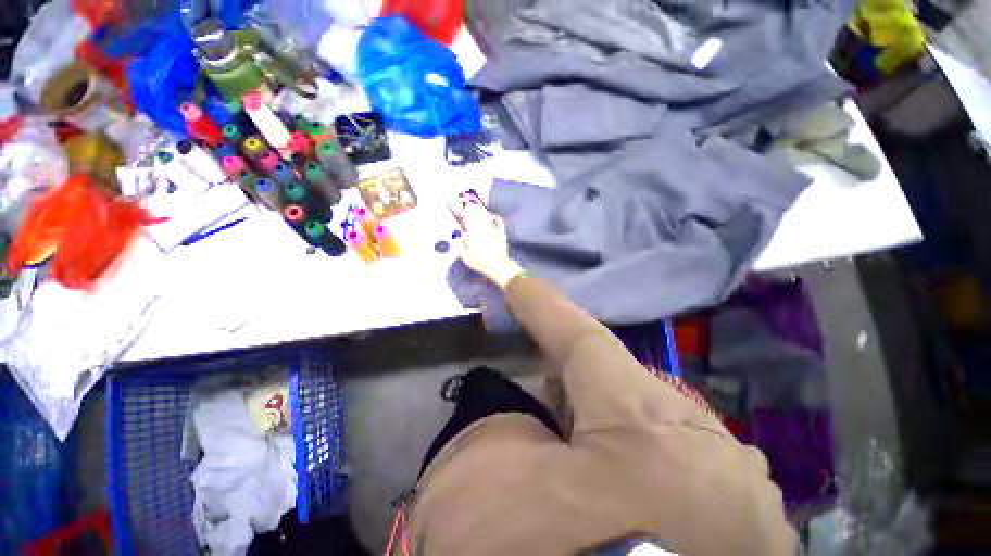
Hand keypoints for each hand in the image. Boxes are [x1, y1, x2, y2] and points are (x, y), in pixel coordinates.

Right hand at [456, 201, 523, 288]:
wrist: (498, 267)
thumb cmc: (481, 263)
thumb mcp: (466, 257)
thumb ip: (460, 245)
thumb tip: (458, 236)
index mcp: (474, 233)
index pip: (467, 219)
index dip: (462, 212)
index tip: (457, 208)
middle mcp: (484, 229)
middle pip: (476, 215)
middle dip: (470, 208)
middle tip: (465, 203)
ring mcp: (493, 230)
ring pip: (486, 216)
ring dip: (480, 209)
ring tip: (475, 205)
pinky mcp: (501, 233)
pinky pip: (499, 222)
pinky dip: (495, 216)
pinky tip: (491, 215)